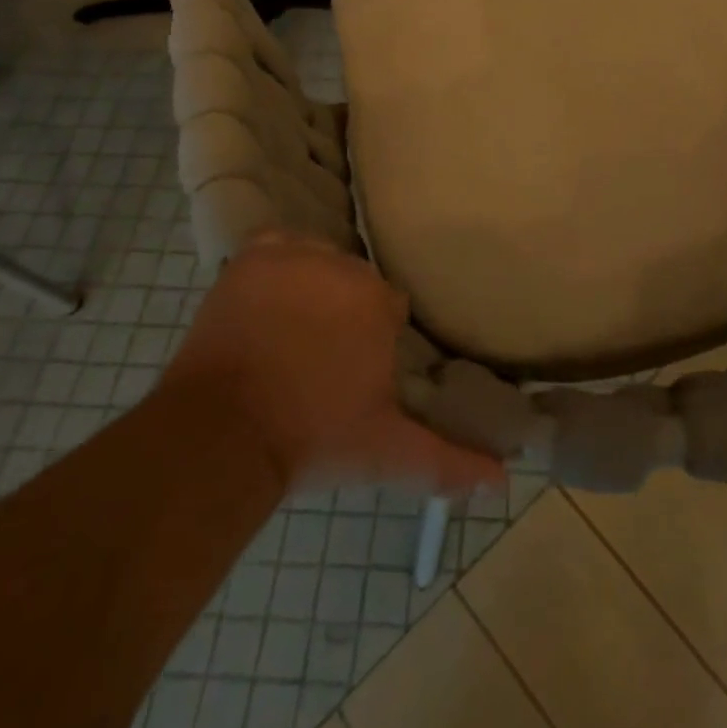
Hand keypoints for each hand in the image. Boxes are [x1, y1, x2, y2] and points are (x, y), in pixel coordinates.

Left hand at [160, 230, 504, 491]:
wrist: (221, 436)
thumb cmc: (312, 438)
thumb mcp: (386, 452)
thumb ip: (448, 461)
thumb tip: (505, 480)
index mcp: (378, 301)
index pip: (388, 306)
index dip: (373, 339)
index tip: (355, 371)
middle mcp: (341, 267)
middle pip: (353, 281)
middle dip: (343, 313)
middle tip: (320, 360)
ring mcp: (294, 258)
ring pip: (318, 262)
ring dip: (312, 288)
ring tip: (290, 335)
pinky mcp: (252, 257)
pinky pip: (277, 247)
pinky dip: (277, 265)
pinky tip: (269, 298)